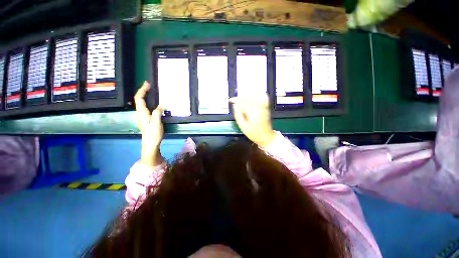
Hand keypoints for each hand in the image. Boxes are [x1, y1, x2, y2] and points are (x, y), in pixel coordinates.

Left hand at [134, 81, 163, 166]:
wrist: (150, 143)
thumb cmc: (153, 134)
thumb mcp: (157, 123)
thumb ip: (157, 113)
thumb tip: (160, 105)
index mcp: (142, 113)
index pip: (139, 99)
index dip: (142, 90)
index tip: (147, 84)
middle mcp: (140, 113)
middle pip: (138, 100)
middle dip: (143, 91)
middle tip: (149, 86)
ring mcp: (142, 117)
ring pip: (141, 104)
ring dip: (144, 96)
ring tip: (151, 92)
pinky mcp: (145, 119)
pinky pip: (145, 107)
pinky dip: (147, 102)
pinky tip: (153, 103)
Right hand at [230, 94, 276, 147]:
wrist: (266, 136)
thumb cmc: (254, 133)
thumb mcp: (243, 126)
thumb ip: (238, 115)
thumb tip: (235, 106)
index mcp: (252, 111)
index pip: (243, 101)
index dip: (236, 99)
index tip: (231, 100)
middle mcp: (258, 107)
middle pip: (248, 98)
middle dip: (241, 99)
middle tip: (236, 104)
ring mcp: (263, 107)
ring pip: (253, 98)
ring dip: (246, 100)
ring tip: (242, 105)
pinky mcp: (265, 108)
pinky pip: (259, 100)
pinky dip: (253, 100)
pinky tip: (250, 104)